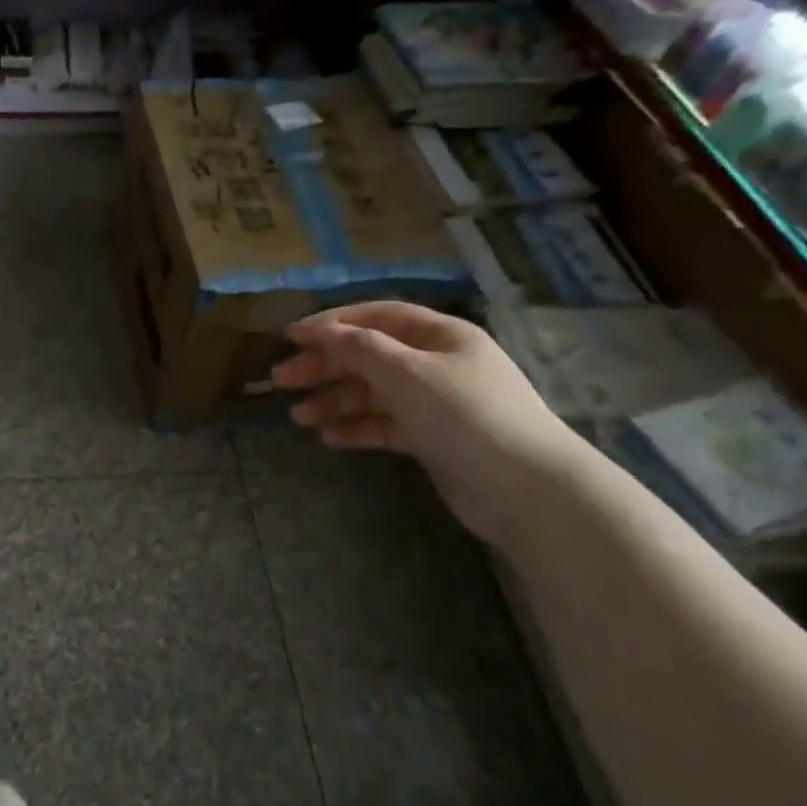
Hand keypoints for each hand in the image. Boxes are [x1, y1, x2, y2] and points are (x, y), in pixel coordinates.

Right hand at [273, 302, 582, 544]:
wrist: (525, 488)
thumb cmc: (464, 415)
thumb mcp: (406, 373)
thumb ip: (359, 348)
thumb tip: (321, 330)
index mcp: (439, 336)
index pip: (377, 317)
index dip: (332, 323)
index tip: (290, 337)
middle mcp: (436, 364)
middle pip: (369, 356)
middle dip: (325, 366)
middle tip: (282, 380)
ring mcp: (434, 403)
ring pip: (372, 393)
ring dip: (335, 400)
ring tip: (299, 417)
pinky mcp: (431, 439)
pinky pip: (384, 425)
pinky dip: (356, 428)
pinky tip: (330, 438)